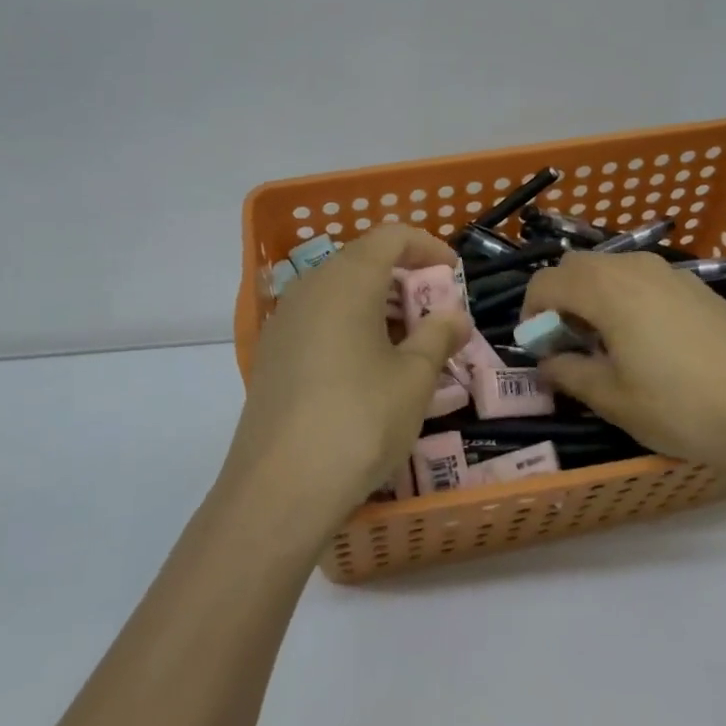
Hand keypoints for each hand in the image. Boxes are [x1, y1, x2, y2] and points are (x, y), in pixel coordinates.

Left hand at [227, 225, 470, 531]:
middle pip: (363, 260)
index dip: (427, 246)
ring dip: (379, 304)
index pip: (391, 236)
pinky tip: (369, 368)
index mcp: (347, 280)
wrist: (278, 490)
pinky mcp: (272, 354)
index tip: (453, 273)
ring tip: (409, 344)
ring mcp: (285, 320)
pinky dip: (351, 325)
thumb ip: (439, 335)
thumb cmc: (360, 421)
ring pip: (340, 291)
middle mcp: (310, 288)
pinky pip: (319, 319)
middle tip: (435, 315)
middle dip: (405, 278)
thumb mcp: (414, 378)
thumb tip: (454, 314)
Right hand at [521, 251, 725, 480]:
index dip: (531, 312)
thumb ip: (569, 372)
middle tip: (569, 343)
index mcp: (606, 289)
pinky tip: (647, 340)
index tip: (538, 347)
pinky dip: (626, 297)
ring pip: (612, 268)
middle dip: (560, 298)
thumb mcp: (614, 399)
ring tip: (607, 343)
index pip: (547, 282)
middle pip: (577, 266)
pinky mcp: (697, 287)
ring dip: (593, 295)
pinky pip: (643, 279)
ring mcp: (670, 273)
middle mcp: (635, 267)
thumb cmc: (682, 407)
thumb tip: (547, 361)